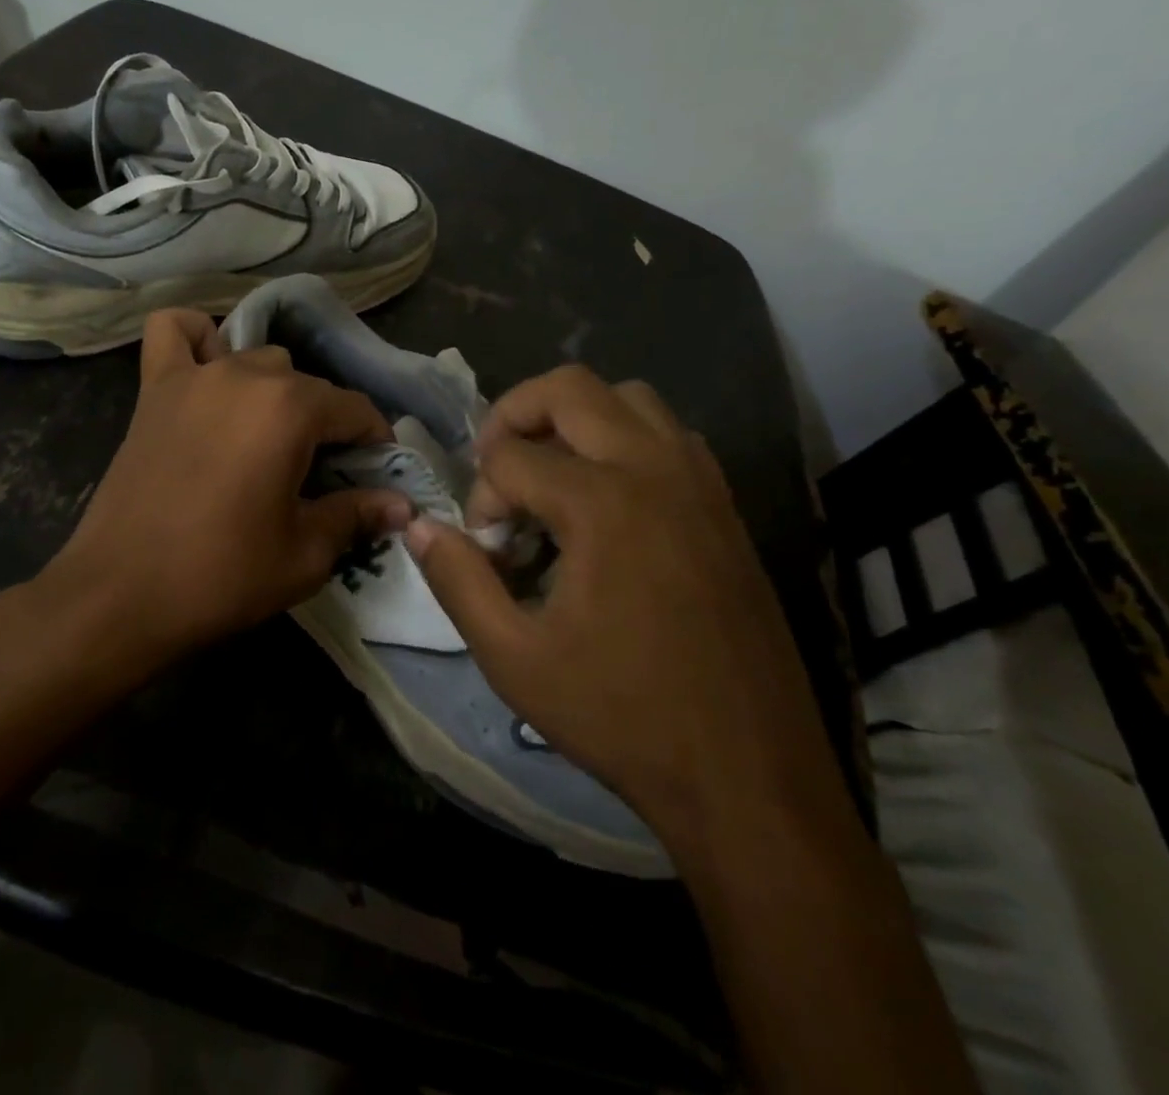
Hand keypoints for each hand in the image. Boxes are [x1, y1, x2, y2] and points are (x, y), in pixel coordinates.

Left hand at [36, 309, 410, 671]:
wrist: (120, 595)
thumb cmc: (221, 576)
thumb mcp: (305, 555)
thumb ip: (356, 516)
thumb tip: (401, 505)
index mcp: (290, 409)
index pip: (354, 409)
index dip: (374, 441)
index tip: (377, 474)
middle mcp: (246, 375)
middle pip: (306, 384)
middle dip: (323, 423)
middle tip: (318, 472)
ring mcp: (195, 377)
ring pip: (254, 358)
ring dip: (272, 390)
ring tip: (266, 436)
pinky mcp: (154, 389)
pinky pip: (174, 333)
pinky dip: (196, 340)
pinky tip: (206, 370)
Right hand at [405, 366, 850, 858]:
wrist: (749, 779)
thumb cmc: (621, 717)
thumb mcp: (513, 658)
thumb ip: (457, 580)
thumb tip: (419, 526)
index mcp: (602, 504)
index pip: (511, 458)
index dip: (481, 499)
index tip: (486, 551)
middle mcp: (655, 472)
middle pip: (570, 389)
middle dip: (516, 414)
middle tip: (496, 467)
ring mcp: (701, 485)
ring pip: (629, 399)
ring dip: (576, 419)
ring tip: (551, 474)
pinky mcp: (727, 509)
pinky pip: (670, 436)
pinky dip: (626, 440)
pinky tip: (609, 502)